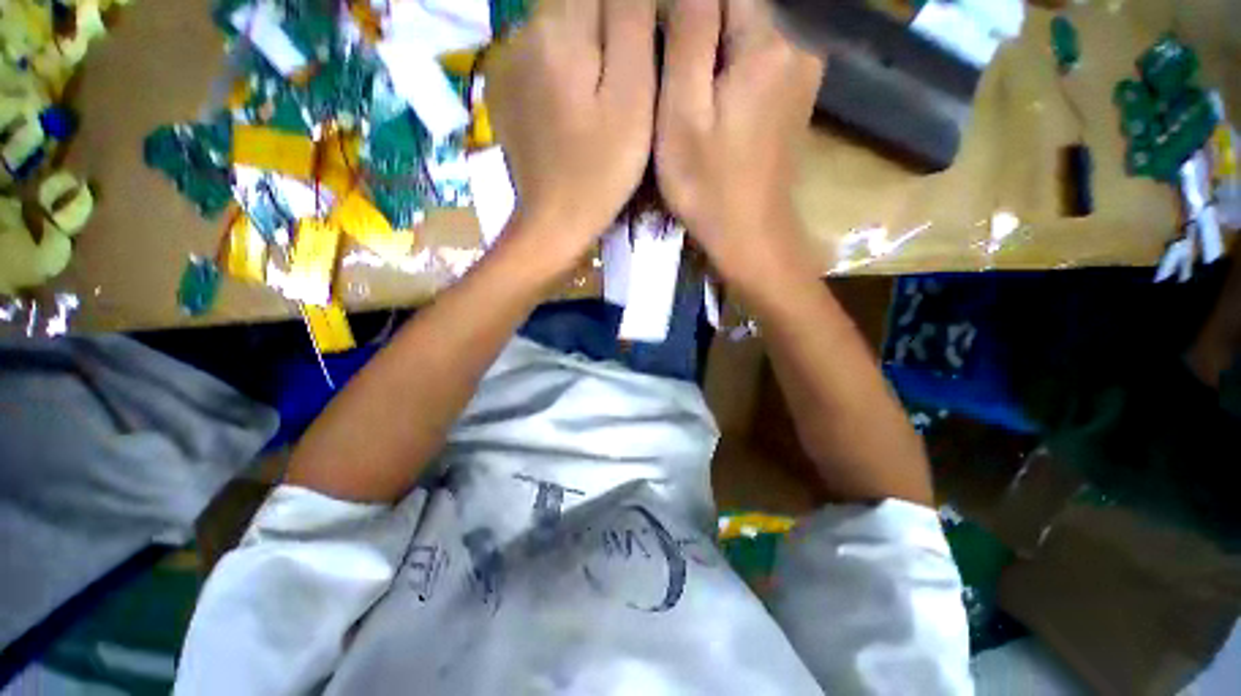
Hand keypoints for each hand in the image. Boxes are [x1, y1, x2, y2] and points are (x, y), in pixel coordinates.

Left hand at [486, 0, 656, 266]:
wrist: (553, 221)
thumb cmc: (599, 169)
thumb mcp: (631, 98)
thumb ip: (631, 23)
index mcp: (557, 28)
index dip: (630, 16)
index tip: (640, 61)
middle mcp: (523, 32)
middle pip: (577, 6)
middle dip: (607, 34)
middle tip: (623, 89)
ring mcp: (506, 63)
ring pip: (558, 32)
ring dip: (584, 53)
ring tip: (598, 105)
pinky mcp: (503, 91)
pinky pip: (539, 60)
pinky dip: (562, 73)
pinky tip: (572, 112)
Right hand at [656, 0, 824, 287]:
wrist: (750, 236)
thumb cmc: (709, 186)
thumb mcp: (684, 114)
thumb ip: (690, 36)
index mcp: (770, 41)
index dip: (686, 11)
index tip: (667, 54)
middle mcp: (798, 42)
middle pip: (739, 7)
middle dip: (700, 29)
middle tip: (675, 84)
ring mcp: (802, 70)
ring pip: (749, 31)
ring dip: (714, 50)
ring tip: (690, 96)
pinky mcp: (796, 95)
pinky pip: (760, 59)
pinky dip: (732, 68)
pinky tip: (714, 105)